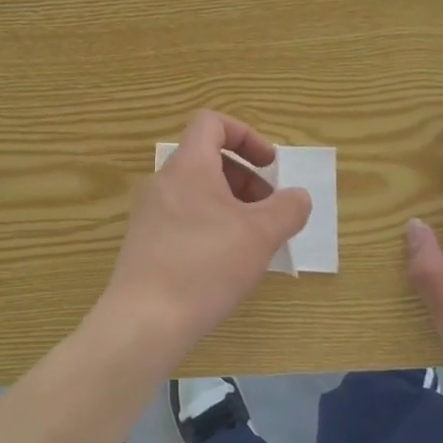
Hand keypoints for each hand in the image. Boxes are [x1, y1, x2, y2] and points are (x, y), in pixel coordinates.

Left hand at [96, 110, 311, 366]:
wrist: (145, 319)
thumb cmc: (206, 265)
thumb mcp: (260, 235)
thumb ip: (287, 209)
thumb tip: (298, 197)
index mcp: (188, 165)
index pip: (211, 123)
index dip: (246, 135)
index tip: (270, 166)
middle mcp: (163, 181)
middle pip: (207, 158)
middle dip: (245, 178)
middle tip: (269, 211)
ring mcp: (149, 212)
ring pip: (196, 191)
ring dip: (230, 205)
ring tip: (253, 241)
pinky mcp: (144, 241)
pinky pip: (183, 217)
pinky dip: (210, 225)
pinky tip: (226, 263)